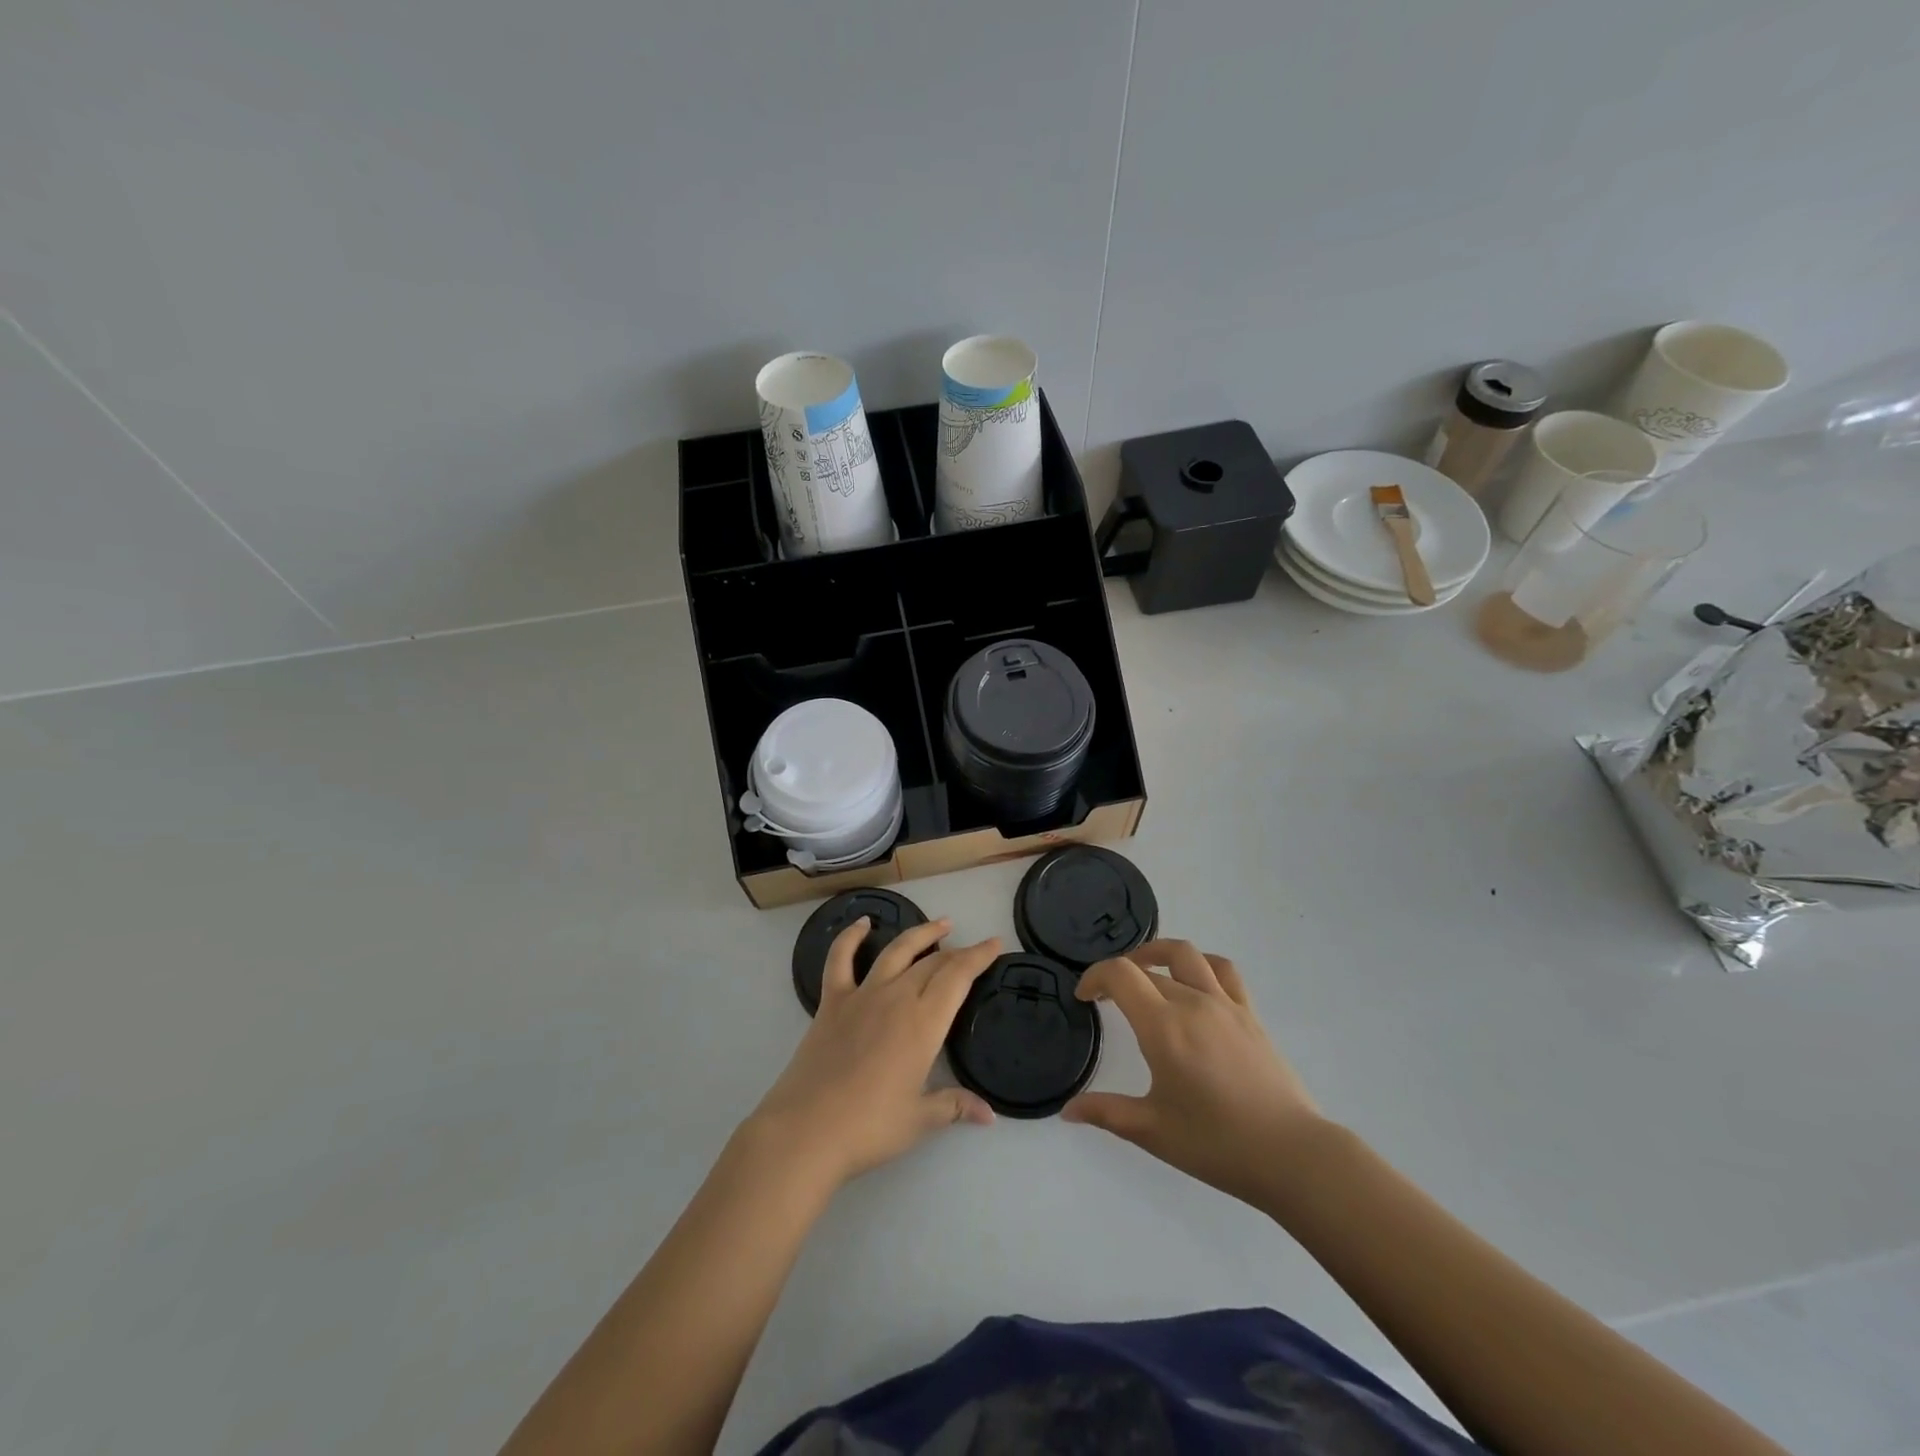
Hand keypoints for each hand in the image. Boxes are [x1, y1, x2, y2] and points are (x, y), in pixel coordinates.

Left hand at [747, 917, 998, 1188]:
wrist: (806, 1130)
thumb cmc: (869, 1127)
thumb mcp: (920, 1120)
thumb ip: (954, 1106)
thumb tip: (989, 1115)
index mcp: (924, 1022)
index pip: (958, 977)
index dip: (978, 957)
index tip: (994, 943)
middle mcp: (897, 997)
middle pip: (932, 963)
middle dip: (957, 952)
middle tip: (971, 949)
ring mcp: (862, 995)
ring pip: (896, 951)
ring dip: (920, 933)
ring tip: (940, 924)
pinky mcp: (831, 1002)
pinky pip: (840, 959)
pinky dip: (851, 937)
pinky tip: (862, 924)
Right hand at [1063, 940, 1324, 1207]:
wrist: (1291, 1154)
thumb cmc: (1216, 1144)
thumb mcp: (1152, 1131)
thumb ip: (1106, 1112)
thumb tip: (1068, 1110)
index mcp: (1163, 1026)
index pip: (1120, 975)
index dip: (1094, 976)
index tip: (1084, 997)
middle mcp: (1192, 1002)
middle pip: (1147, 968)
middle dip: (1119, 976)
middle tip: (1107, 999)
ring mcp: (1225, 1004)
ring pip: (1185, 955)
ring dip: (1157, 953)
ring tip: (1145, 970)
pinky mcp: (1249, 1014)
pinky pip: (1222, 970)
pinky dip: (1199, 964)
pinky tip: (1194, 981)